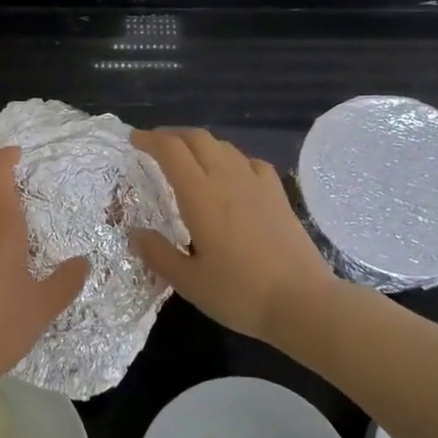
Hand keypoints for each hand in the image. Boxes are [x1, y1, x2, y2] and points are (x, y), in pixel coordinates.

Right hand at [131, 127, 336, 344]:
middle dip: (173, 135)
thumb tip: (135, 234)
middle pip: (198, 138)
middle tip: (155, 145)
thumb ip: (158, 254)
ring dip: (200, 144)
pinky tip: (231, 174)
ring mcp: (257, 183)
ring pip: (224, 146)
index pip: (171, 151)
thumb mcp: (189, 282)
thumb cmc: (239, 293)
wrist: (303, 302)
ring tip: (188, 158)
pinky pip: (250, 161)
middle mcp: (228, 179)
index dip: (150, 139)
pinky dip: (231, 158)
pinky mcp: (278, 194)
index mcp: (200, 195)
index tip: (134, 140)